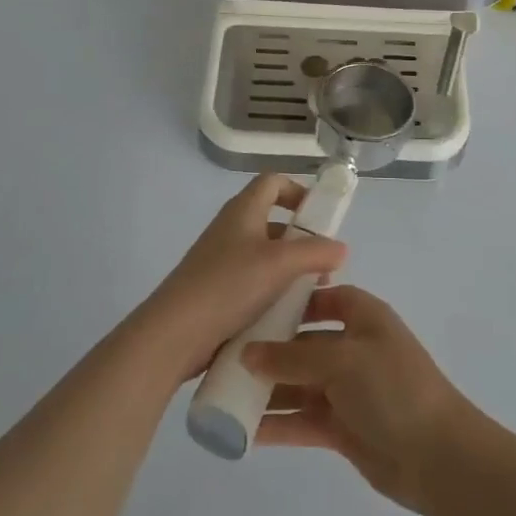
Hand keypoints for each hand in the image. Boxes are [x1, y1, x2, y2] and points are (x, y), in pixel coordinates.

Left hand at [133, 174, 346, 385]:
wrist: (175, 333)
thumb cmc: (229, 285)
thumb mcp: (280, 264)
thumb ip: (315, 252)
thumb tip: (341, 248)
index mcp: (243, 211)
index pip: (272, 182)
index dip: (297, 190)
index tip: (319, 216)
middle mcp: (231, 229)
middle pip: (272, 220)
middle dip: (301, 239)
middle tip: (324, 263)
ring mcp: (221, 260)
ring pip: (264, 254)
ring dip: (290, 268)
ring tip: (312, 293)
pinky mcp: (216, 290)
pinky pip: (252, 281)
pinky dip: (272, 290)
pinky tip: (287, 314)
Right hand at [244, 286, 476, 513]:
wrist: (438, 457)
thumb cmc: (393, 389)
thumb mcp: (342, 361)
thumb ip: (292, 357)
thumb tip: (246, 353)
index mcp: (364, 317)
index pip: (325, 297)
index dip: (294, 300)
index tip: (254, 307)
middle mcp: (354, 348)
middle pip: (304, 343)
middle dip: (268, 350)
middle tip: (223, 357)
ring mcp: (348, 390)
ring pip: (299, 383)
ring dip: (267, 389)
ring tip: (222, 394)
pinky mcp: (342, 428)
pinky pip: (302, 419)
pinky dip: (277, 424)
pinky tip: (242, 430)